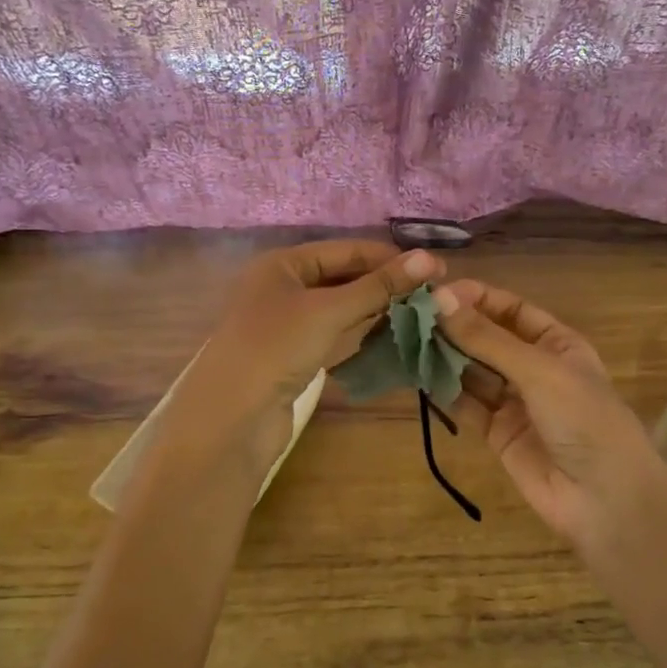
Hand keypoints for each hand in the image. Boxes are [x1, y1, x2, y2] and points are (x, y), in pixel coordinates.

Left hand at [174, 240, 443, 470]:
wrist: (232, 417)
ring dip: (375, 307)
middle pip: (342, 276)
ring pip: (339, 305)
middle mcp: (282, 286)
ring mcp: (286, 322)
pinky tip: (388, 333)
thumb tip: (430, 259)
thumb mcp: (329, 311)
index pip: (345, 250)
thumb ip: (378, 286)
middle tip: (432, 293)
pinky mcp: (292, 353)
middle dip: (384, 283)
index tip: (434, 269)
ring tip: (419, 311)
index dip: (389, 258)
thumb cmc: (276, 348)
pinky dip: (359, 330)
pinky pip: (333, 332)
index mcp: (282, 264)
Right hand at [435, 278, 666, 554]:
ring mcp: (515, 402)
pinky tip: (418, 376)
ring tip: (407, 342)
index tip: (437, 294)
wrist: (604, 499)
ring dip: (445, 357)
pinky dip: (444, 391)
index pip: (511, 310)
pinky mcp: (496, 433)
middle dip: (455, 327)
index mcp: (557, 344)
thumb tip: (441, 300)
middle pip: (488, 339)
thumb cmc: (583, 419)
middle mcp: (534, 368)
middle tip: (411, 317)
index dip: (477, 299)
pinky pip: (466, 405)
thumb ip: (488, 339)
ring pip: (473, 371)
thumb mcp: (539, 370)